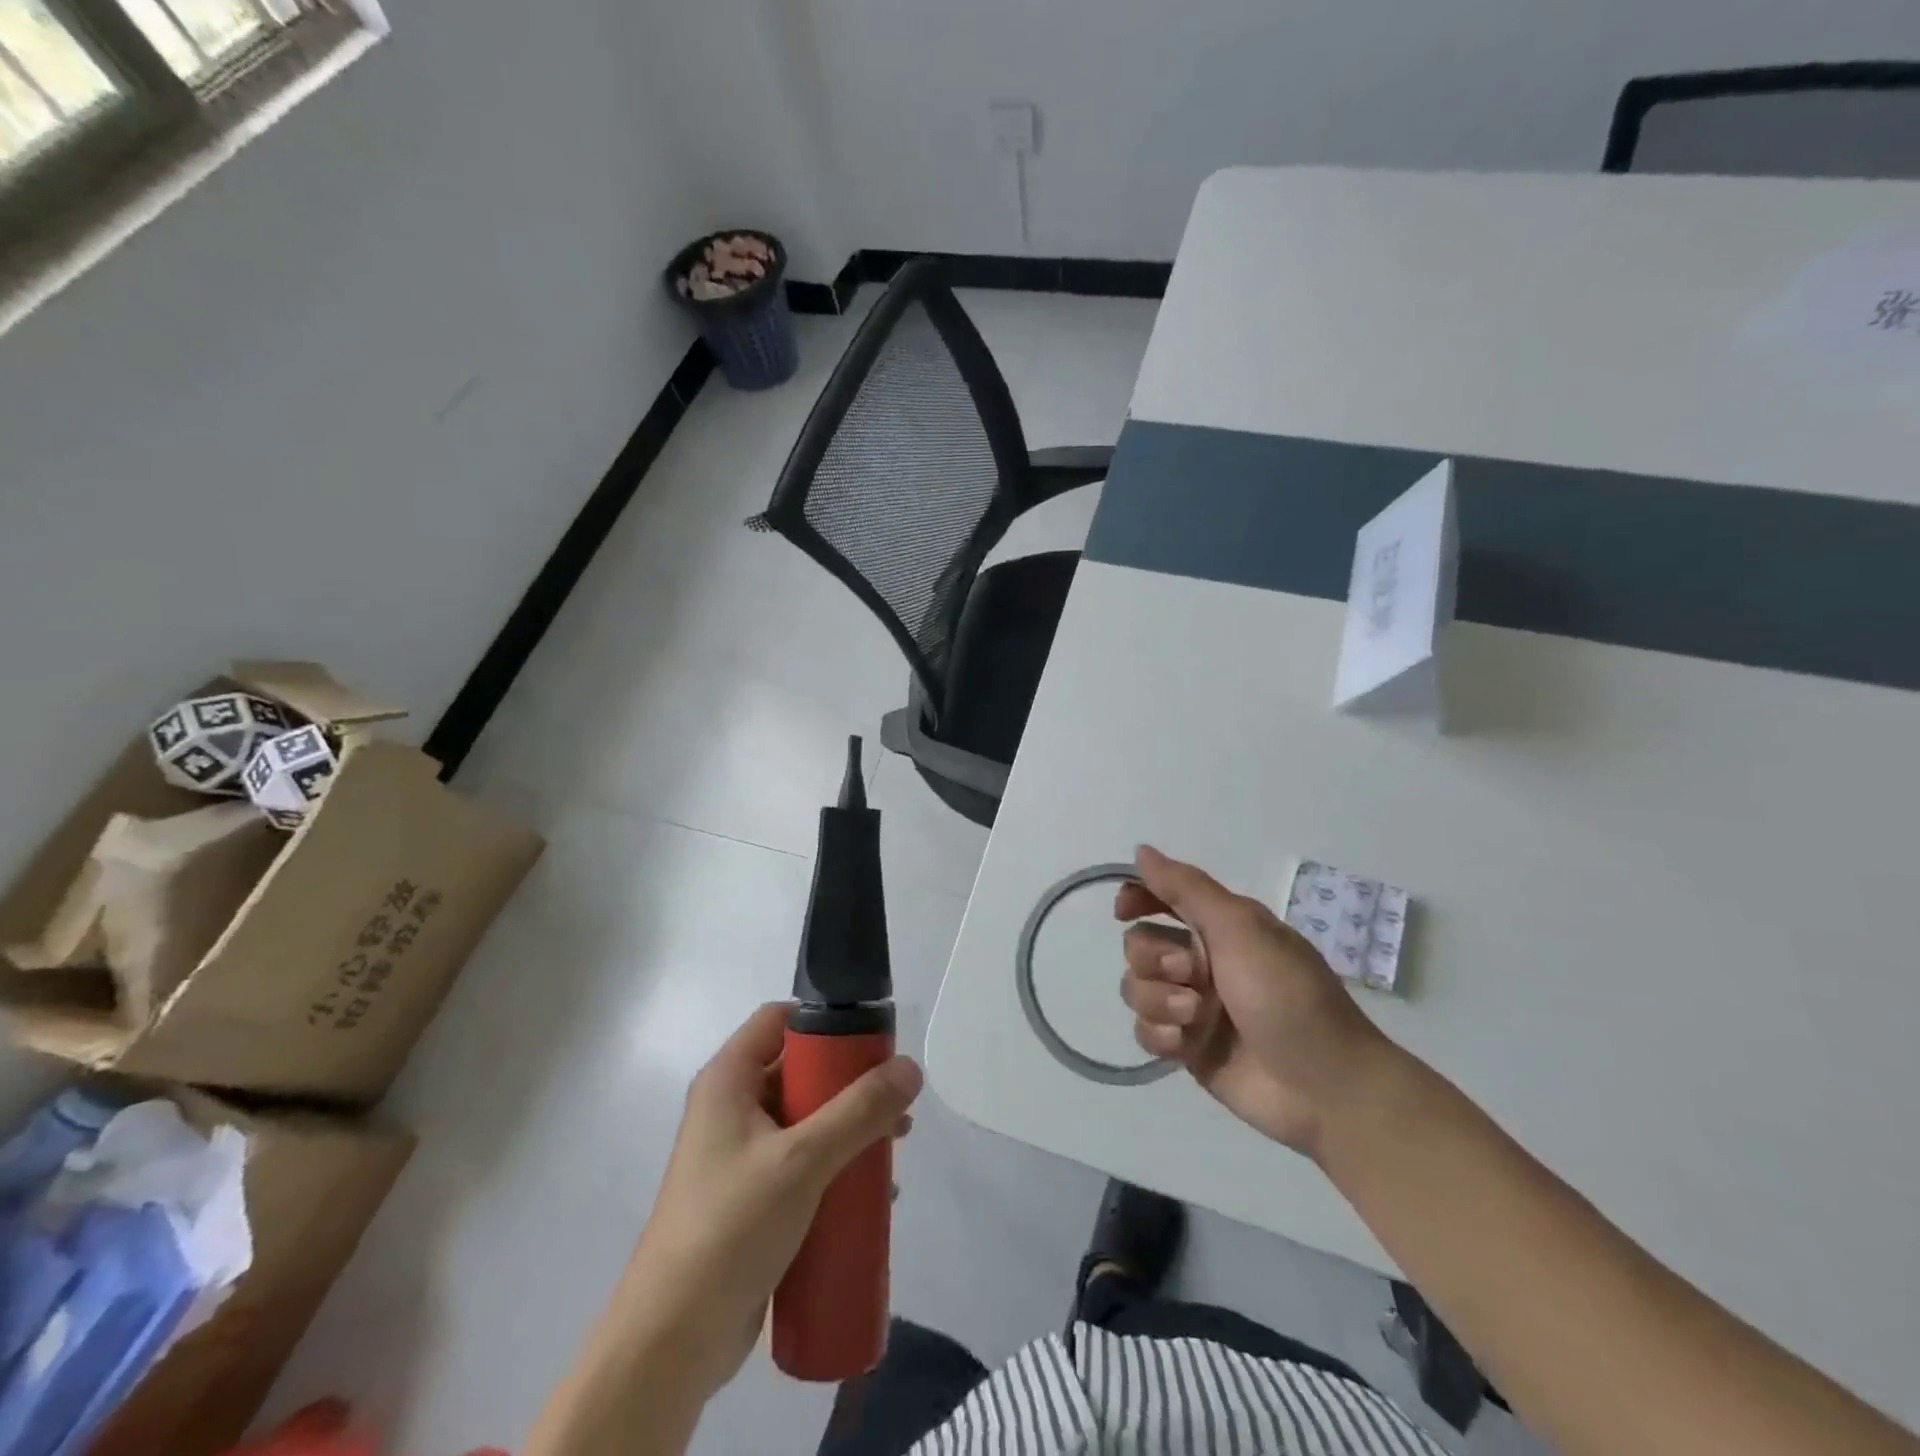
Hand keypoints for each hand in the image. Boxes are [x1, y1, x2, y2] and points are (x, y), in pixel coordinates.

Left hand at [617, 1003, 922, 1395]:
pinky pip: (801, 1164)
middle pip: (799, 1071)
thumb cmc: (731, 1228)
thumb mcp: (802, 1161)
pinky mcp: (751, 1199)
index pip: (779, 1020)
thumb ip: (859, 1111)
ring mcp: (740, 1156)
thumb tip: (911, 1068)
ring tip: (893, 1149)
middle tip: (895, 1101)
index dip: (824, 1021)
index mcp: (729, 1081)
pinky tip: (871, 1193)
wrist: (672, 1343)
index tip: (873, 1038)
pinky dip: (834, 1167)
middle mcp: (731, 1108)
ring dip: (849, 1129)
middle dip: (849, 1084)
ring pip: (805, 1120)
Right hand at [1117, 845, 1392, 1159]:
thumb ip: (1186, 888)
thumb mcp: (1240, 927)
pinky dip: (1160, 1034)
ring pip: (1136, 988)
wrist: (1324, 1085)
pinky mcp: (1186, 1047)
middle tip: (1192, 975)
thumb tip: (1141, 850)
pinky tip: (1184, 1044)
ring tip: (1196, 1016)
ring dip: (1160, 1000)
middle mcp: (1200, 961)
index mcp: (1219, 927)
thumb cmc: (1287, 994)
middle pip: (1138, 945)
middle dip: (1154, 959)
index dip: (1136, 898)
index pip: (1161, 898)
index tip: (1124, 911)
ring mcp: (1192, 1005)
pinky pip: (1144, 1031)